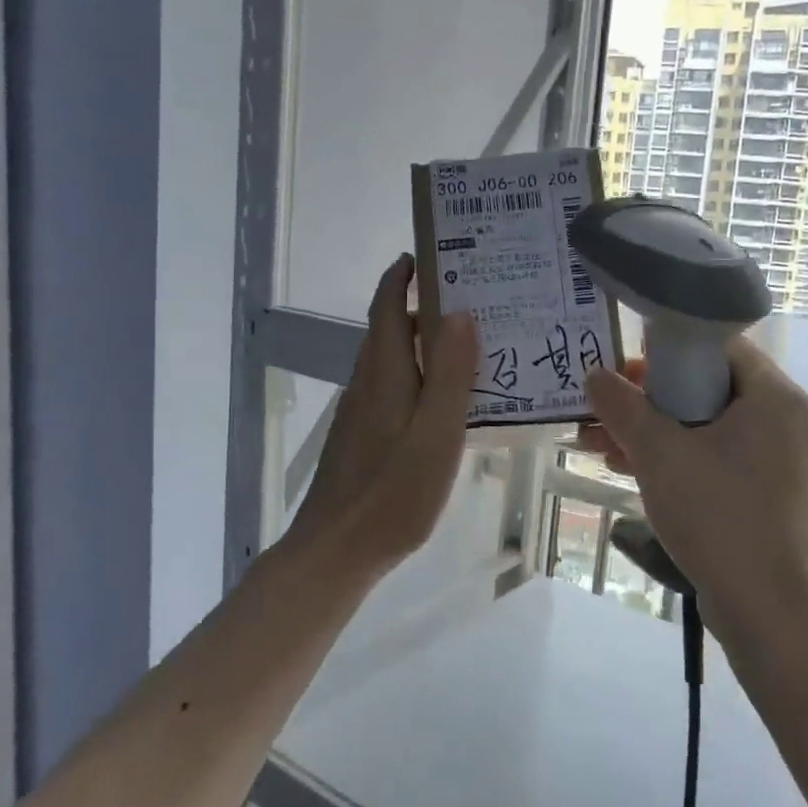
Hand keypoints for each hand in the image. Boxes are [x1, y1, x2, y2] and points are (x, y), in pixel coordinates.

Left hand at [286, 255, 478, 577]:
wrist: (336, 550)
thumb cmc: (393, 491)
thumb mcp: (436, 430)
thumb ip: (449, 373)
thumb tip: (459, 313)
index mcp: (383, 372)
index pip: (386, 306)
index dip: (401, 276)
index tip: (427, 255)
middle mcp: (366, 384)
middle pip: (388, 331)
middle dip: (420, 308)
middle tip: (471, 302)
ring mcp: (360, 414)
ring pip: (391, 363)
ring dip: (421, 345)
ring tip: (467, 348)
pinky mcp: (362, 440)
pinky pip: (392, 391)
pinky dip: (416, 378)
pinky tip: (444, 403)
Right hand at [579, 337, 807, 626]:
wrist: (765, 609)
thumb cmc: (717, 515)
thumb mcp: (659, 454)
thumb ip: (623, 406)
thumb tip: (594, 375)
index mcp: (773, 395)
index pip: (716, 345)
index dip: (664, 351)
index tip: (622, 370)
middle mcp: (783, 419)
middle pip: (706, 386)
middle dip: (647, 398)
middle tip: (604, 408)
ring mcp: (777, 458)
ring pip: (705, 425)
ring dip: (652, 430)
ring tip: (599, 443)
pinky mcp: (765, 491)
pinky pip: (714, 456)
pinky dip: (674, 457)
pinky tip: (627, 469)